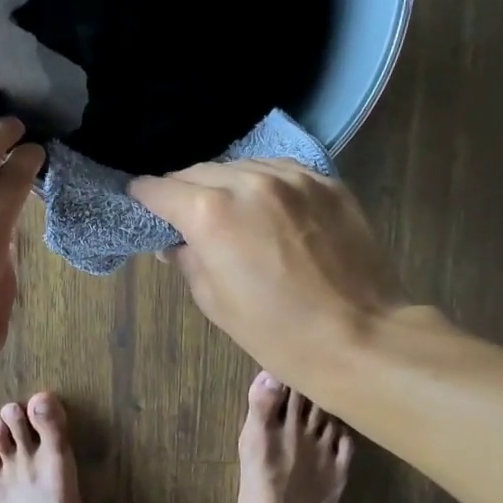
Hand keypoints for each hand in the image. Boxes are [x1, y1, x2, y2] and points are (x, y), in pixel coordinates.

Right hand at [130, 159, 406, 388]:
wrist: (360, 337)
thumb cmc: (277, 332)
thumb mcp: (215, 303)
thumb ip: (188, 260)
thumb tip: (175, 244)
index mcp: (210, 213)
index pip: (161, 189)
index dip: (145, 197)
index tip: (141, 203)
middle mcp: (248, 181)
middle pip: (199, 171)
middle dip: (184, 190)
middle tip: (183, 214)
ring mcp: (292, 177)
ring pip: (240, 165)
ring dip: (225, 183)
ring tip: (228, 210)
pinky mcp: (326, 182)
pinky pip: (280, 170)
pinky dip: (263, 183)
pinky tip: (267, 207)